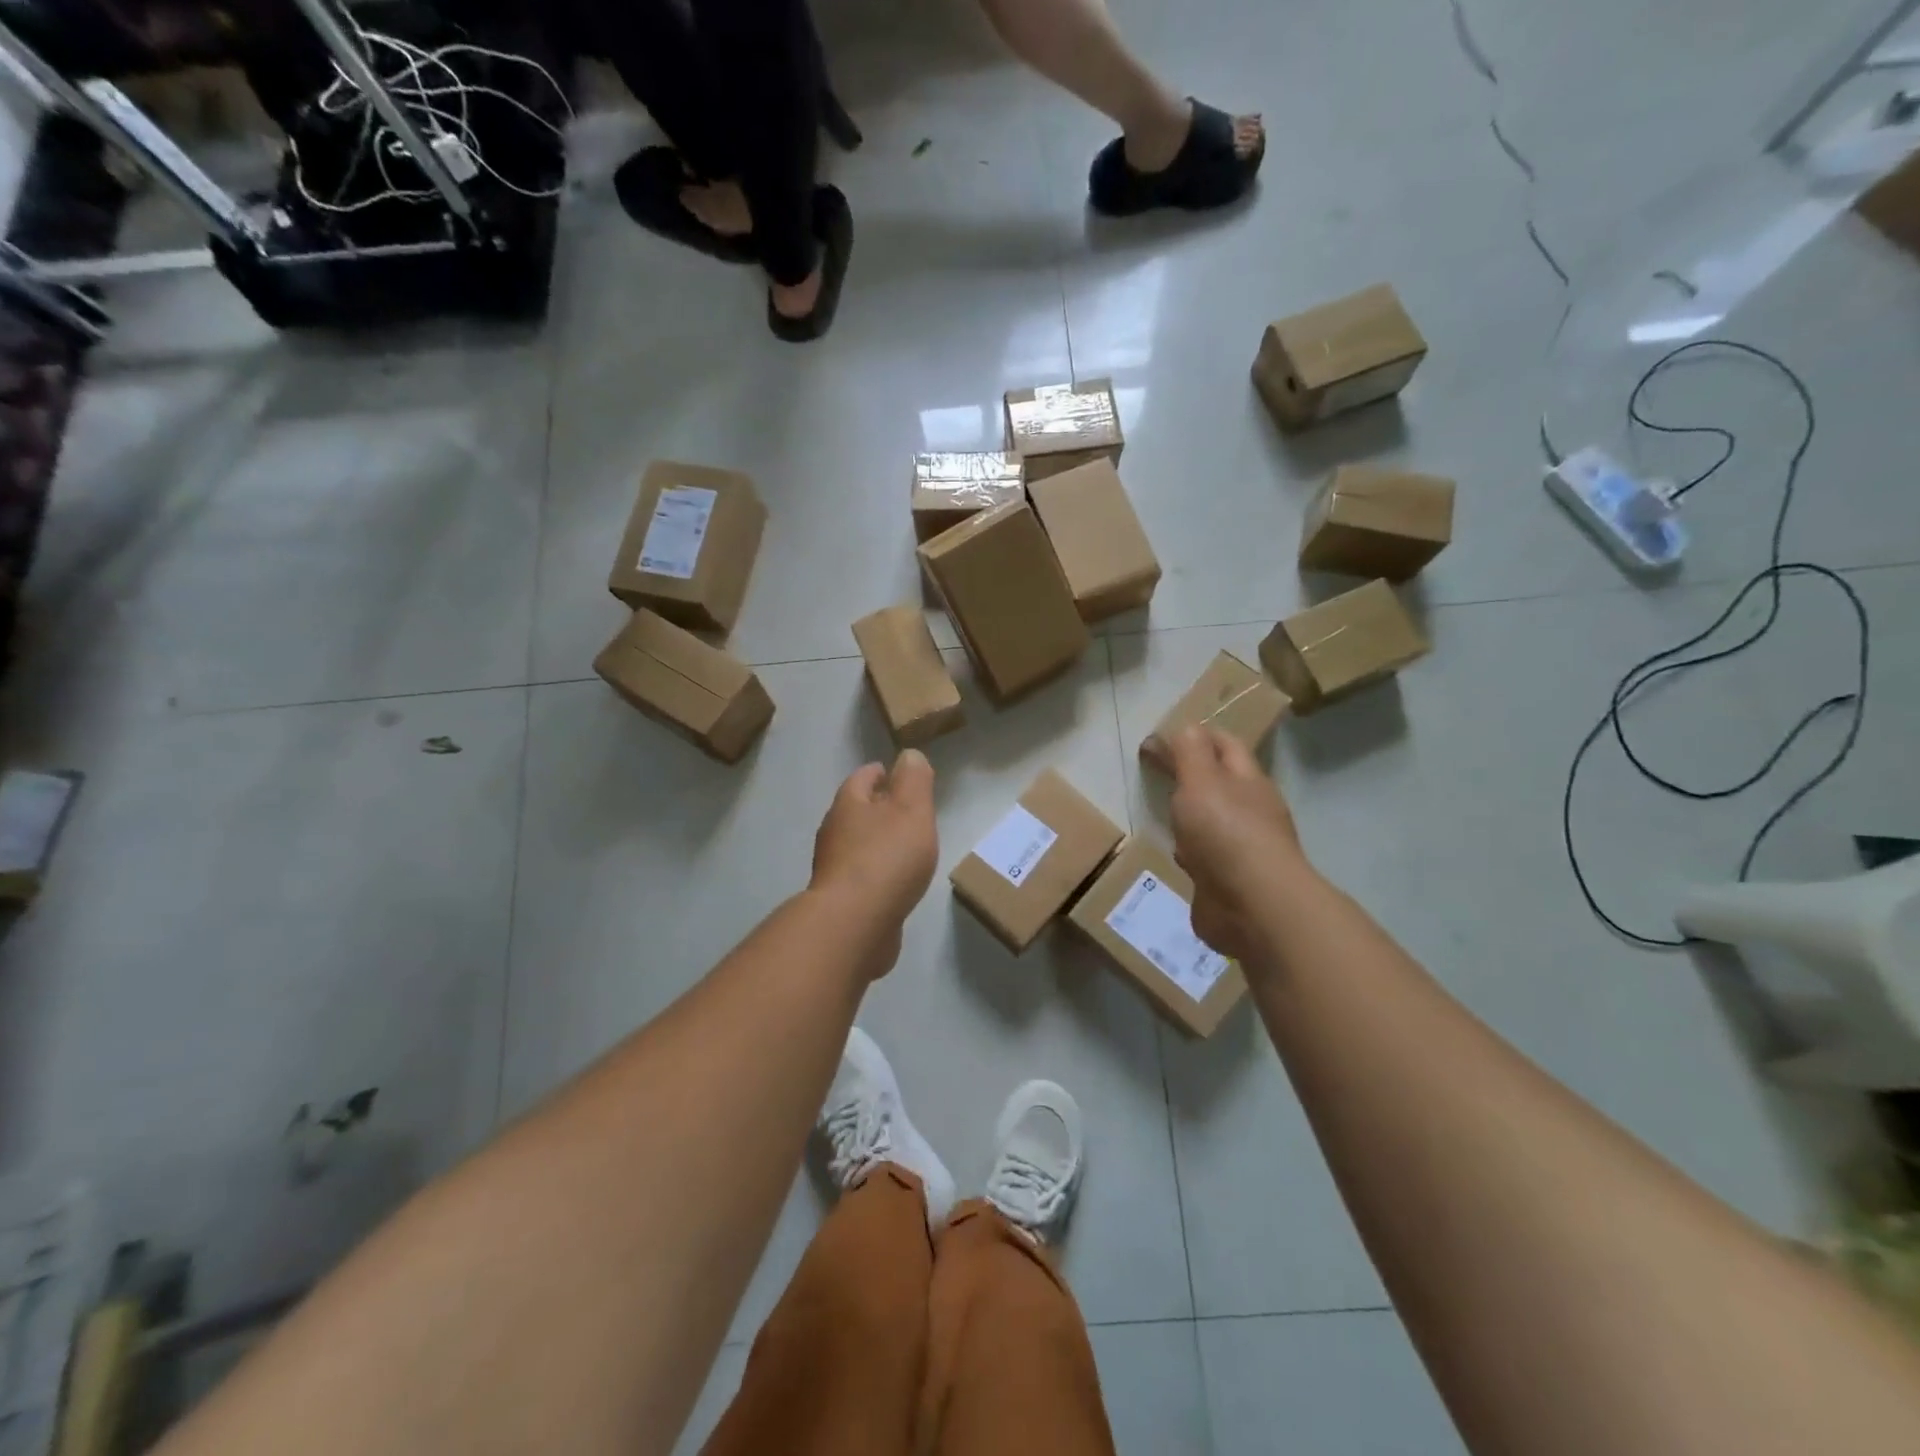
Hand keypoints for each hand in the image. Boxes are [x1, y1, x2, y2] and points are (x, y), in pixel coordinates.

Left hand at [810, 751, 938, 957]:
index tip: (896, 773)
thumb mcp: (911, 809)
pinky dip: (876, 872)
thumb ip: (914, 780)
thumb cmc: (886, 858)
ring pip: (857, 844)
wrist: (854, 924)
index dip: (880, 772)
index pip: (862, 778)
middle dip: (878, 807)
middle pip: (856, 810)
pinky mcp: (840, 899)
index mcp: (848, 804)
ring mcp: (833, 868)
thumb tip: (909, 755)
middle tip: (906, 810)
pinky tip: (894, 882)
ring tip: (904, 846)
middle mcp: (834, 832)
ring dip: (876, 841)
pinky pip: (861, 876)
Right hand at [1166, 726, 1309, 961]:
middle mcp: (1250, 811)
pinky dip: (1190, 852)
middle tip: (1158, 771)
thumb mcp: (1200, 779)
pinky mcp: (1228, 882)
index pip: (1225, 745)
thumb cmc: (1226, 832)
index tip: (1162, 737)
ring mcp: (1241, 849)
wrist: (1253, 906)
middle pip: (1220, 783)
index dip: (1197, 736)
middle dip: (1193, 775)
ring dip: (1191, 816)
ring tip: (1163, 811)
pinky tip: (1176, 855)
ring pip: (1213, 822)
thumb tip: (1180, 729)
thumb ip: (1188, 751)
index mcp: (1247, 781)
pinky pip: (1206, 858)